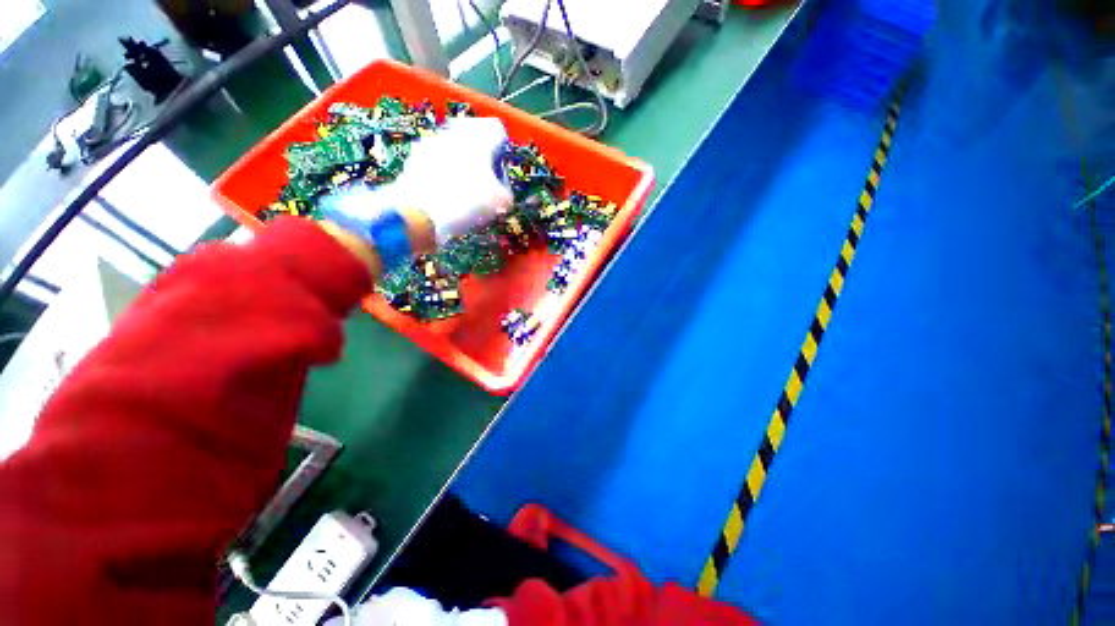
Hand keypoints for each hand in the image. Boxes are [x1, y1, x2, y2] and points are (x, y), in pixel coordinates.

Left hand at [382, 116, 513, 242]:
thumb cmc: (467, 202)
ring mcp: (431, 142)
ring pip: (454, 147)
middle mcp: (455, 131)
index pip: (498, 130)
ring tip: (465, 192)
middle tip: (485, 181)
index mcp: (479, 136)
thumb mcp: (501, 202)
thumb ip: (506, 191)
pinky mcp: (415, 158)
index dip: (502, 152)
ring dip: (461, 164)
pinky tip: (446, 196)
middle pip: (474, 136)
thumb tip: (502, 192)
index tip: (500, 171)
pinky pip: (437, 160)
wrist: (419, 213)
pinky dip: (444, 173)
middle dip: (481, 156)